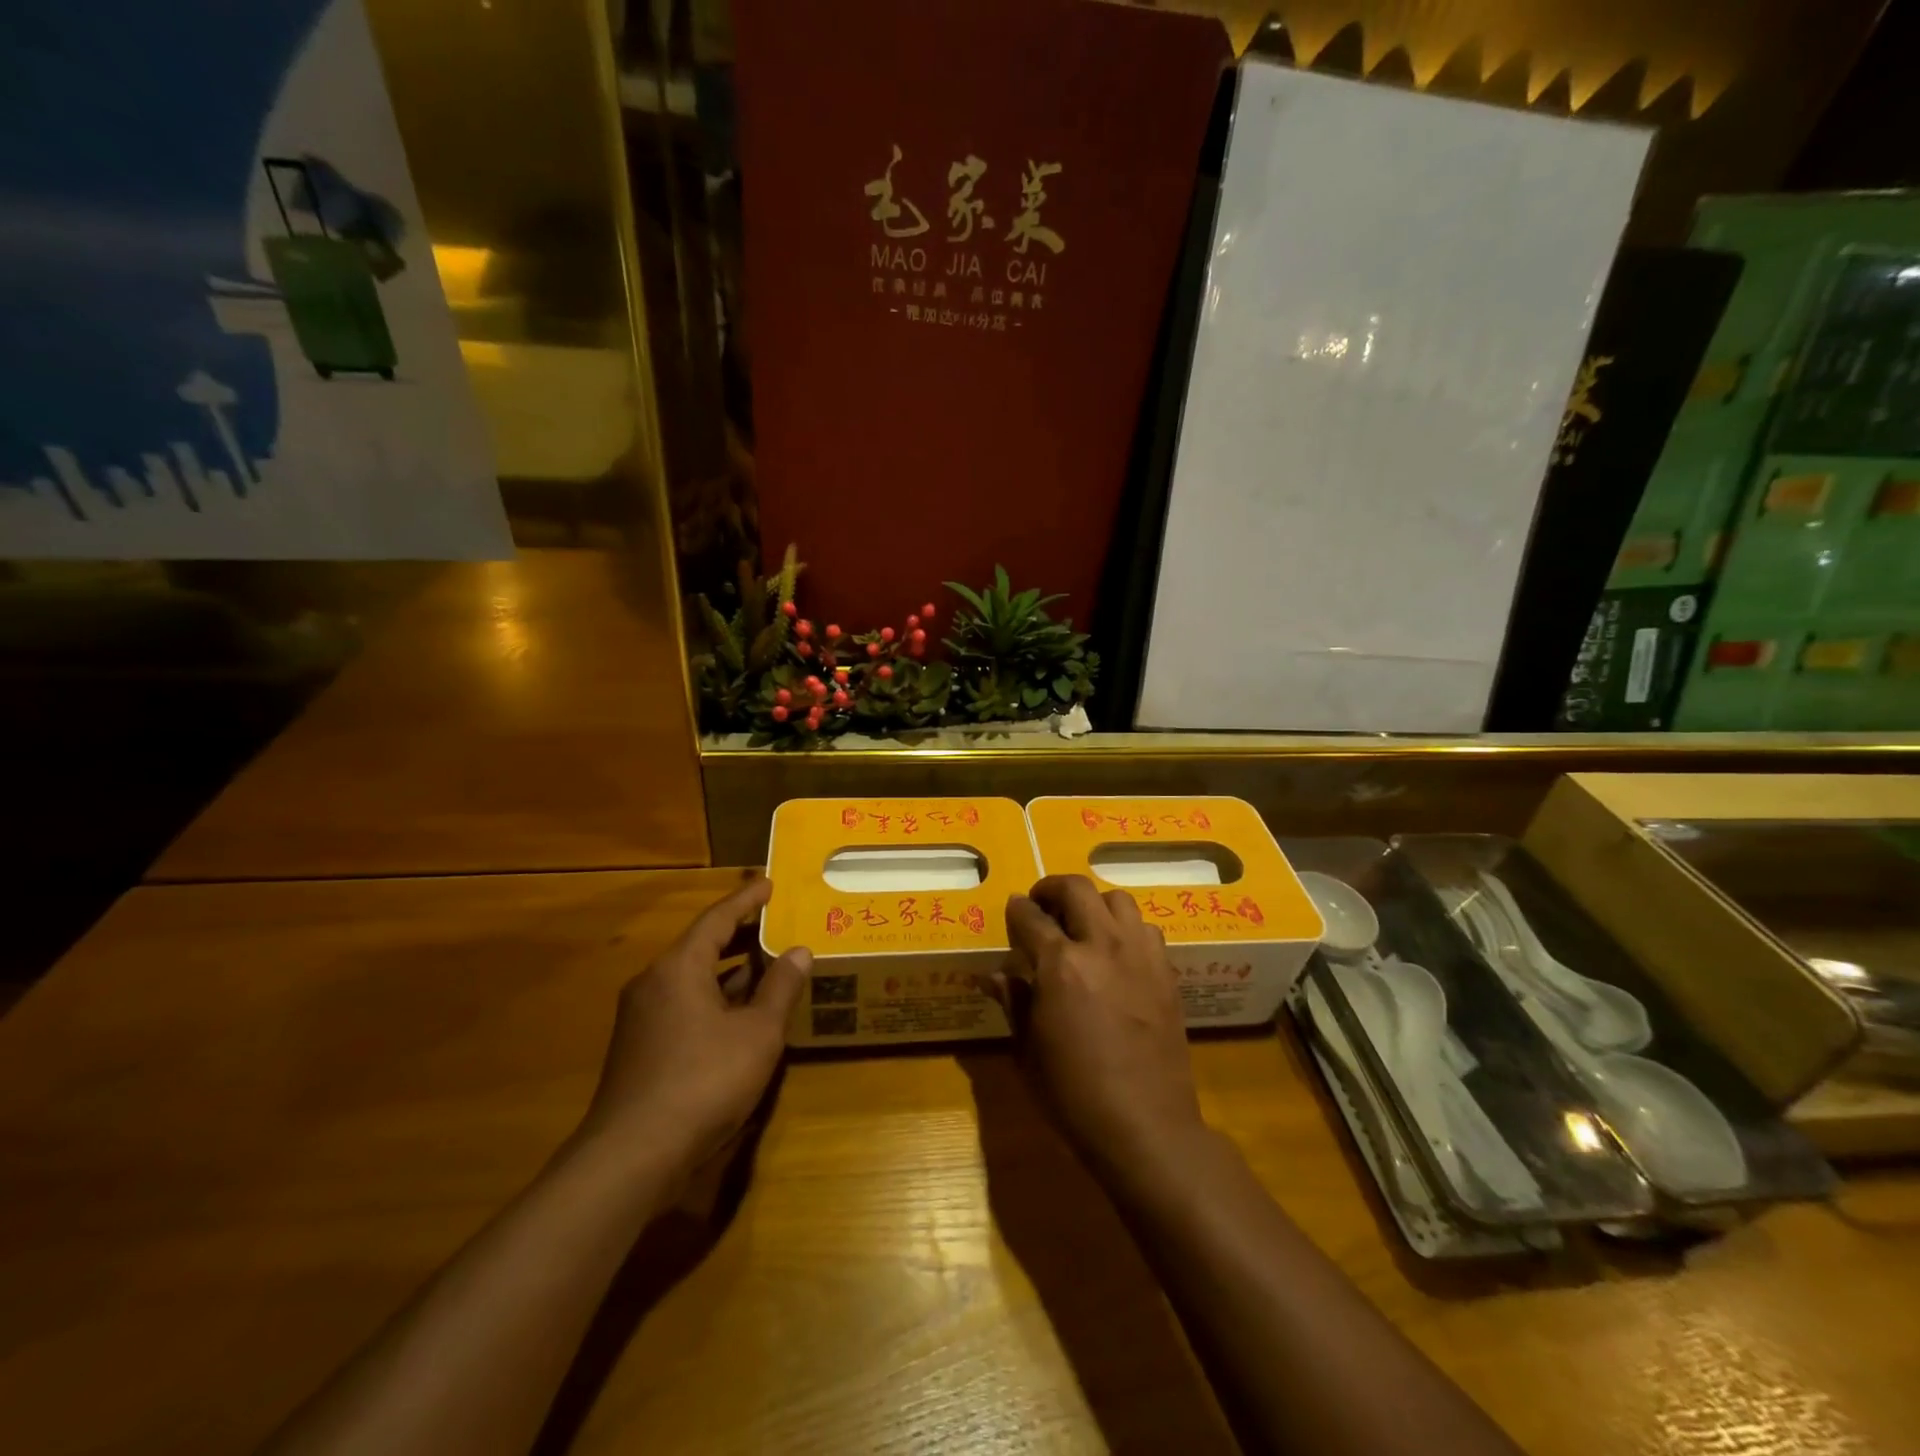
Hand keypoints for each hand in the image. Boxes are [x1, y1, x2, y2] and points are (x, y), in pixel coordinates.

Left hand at [578, 875, 810, 1179]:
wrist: (632, 1156)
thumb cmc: (703, 1081)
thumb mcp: (757, 1033)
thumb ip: (780, 988)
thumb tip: (800, 952)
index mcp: (679, 967)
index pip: (717, 918)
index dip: (746, 900)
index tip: (768, 884)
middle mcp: (654, 982)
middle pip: (701, 945)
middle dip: (739, 933)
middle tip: (775, 921)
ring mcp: (642, 1017)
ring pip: (692, 977)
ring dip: (729, 969)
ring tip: (766, 962)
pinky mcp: (640, 1047)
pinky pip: (683, 1004)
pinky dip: (714, 997)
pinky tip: (740, 1013)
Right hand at [988, 874, 1205, 1174]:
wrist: (1146, 1126)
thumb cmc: (1074, 1094)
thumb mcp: (1028, 1050)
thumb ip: (1013, 1001)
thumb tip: (992, 974)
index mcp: (1060, 965)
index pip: (1030, 917)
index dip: (1016, 910)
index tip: (1012, 910)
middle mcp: (1101, 946)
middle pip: (1076, 889)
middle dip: (1052, 889)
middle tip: (1042, 905)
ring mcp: (1139, 955)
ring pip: (1117, 900)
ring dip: (1094, 904)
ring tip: (1083, 925)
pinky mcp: (1165, 971)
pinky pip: (1145, 928)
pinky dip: (1125, 928)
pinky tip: (1116, 953)